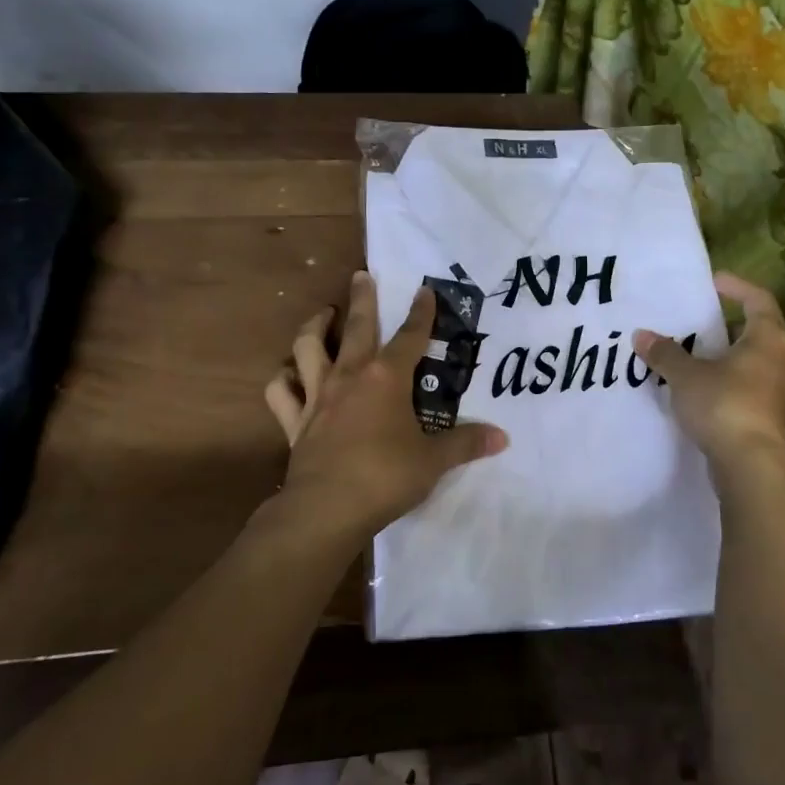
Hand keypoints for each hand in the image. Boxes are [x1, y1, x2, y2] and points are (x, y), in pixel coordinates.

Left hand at [263, 270, 507, 539]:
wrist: (328, 508)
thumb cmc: (386, 477)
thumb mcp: (434, 461)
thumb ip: (466, 444)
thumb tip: (502, 438)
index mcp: (387, 378)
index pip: (410, 336)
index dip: (421, 312)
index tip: (424, 290)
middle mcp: (349, 376)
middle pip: (355, 326)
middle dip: (361, 298)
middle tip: (361, 275)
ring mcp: (317, 396)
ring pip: (308, 348)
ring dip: (314, 327)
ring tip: (322, 316)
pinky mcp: (295, 420)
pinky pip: (281, 392)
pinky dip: (283, 379)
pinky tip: (289, 374)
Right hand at [635, 273, 784, 472]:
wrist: (755, 469)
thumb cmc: (725, 407)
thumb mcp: (686, 376)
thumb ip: (665, 354)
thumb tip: (641, 335)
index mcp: (770, 340)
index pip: (759, 300)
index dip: (737, 287)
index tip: (713, 282)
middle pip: (759, 334)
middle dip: (728, 328)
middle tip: (698, 326)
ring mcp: (784, 395)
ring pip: (756, 366)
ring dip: (729, 361)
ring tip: (697, 361)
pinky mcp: (776, 422)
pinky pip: (753, 392)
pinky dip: (731, 387)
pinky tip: (706, 396)